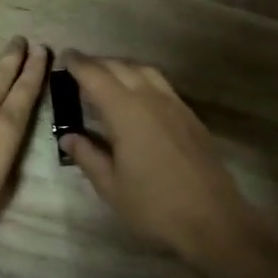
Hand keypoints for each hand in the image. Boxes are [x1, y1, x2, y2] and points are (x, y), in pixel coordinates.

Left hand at [0, 38, 50, 251]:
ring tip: (2, 65)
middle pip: (0, 75)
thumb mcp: (1, 190)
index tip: (42, 49)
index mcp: (5, 129)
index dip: (36, 69)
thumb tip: (5, 144)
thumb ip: (8, 159)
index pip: (25, 90)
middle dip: (14, 56)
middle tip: (22, 40)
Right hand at [60, 52, 270, 265]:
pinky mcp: (191, 117)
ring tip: (106, 78)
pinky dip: (142, 79)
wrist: (214, 221)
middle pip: (121, 67)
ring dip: (122, 67)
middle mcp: (151, 99)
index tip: (63, 56)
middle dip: (97, 63)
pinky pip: (161, 85)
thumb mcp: (111, 187)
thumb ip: (88, 156)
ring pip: (145, 71)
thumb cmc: (155, 207)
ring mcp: (175, 106)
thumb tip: (68, 136)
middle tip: (78, 68)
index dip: (77, 64)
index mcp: (127, 112)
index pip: (96, 76)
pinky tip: (136, 97)